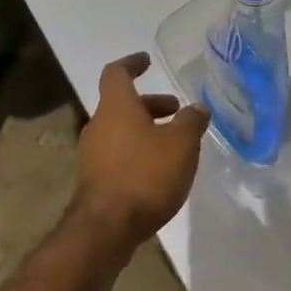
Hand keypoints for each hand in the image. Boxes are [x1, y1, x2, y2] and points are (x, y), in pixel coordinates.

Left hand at [72, 53, 209, 256]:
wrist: (105, 229)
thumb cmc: (144, 174)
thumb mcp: (181, 144)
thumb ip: (192, 121)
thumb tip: (197, 108)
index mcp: (116, 107)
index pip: (116, 73)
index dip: (132, 63)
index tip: (147, 61)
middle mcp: (99, 126)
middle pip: (122, 105)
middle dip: (150, 105)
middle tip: (176, 111)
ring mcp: (92, 156)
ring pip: (121, 132)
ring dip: (146, 131)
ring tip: (175, 145)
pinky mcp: (94, 182)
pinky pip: (118, 156)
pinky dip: (138, 154)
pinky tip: (160, 173)